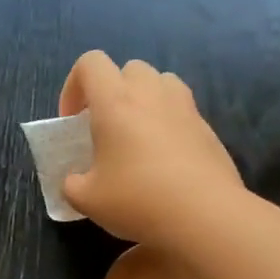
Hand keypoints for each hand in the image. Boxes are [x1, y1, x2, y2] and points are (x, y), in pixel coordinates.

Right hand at [59, 50, 243, 249]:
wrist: (205, 216)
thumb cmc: (138, 200)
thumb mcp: (87, 199)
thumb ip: (72, 184)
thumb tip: (74, 181)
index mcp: (114, 102)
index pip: (90, 63)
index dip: (74, 86)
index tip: (73, 121)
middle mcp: (150, 94)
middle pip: (129, 68)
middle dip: (113, 90)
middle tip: (106, 126)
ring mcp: (184, 107)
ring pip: (161, 82)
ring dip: (145, 99)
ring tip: (138, 134)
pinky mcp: (208, 128)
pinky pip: (182, 110)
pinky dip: (169, 122)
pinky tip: (165, 159)